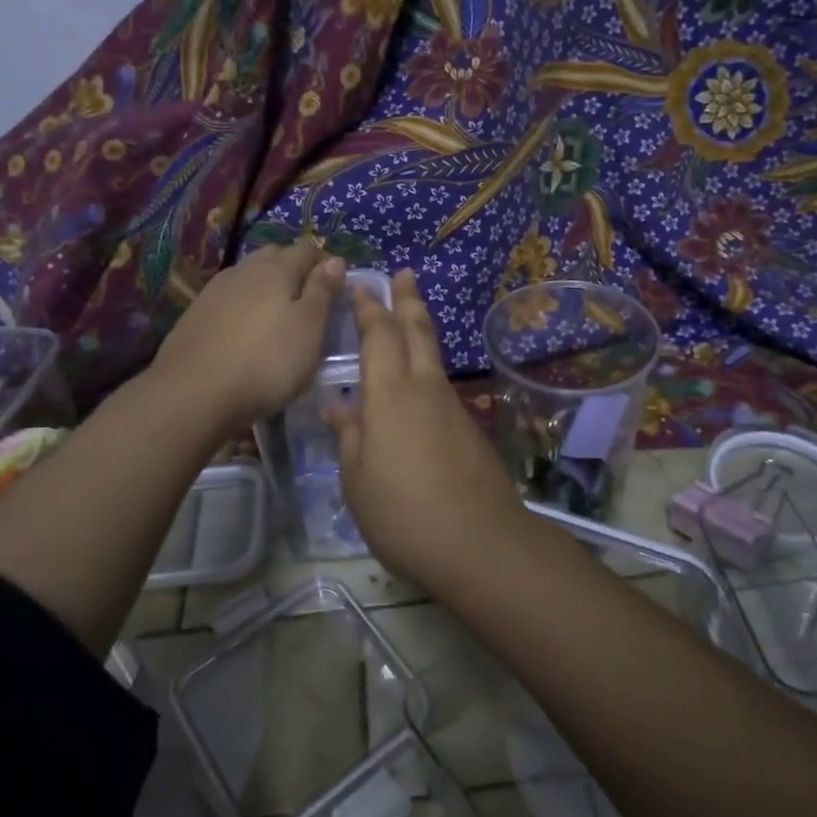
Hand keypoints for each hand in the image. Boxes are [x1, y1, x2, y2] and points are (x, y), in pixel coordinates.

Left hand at [151, 241, 345, 429]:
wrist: (193, 393)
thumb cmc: (266, 361)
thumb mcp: (309, 328)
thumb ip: (323, 291)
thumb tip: (336, 260)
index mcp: (277, 269)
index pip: (307, 249)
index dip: (325, 263)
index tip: (337, 288)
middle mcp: (244, 270)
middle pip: (275, 257)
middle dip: (294, 269)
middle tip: (309, 300)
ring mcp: (215, 291)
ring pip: (249, 276)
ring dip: (266, 287)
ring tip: (278, 316)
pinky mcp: (196, 315)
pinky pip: (229, 298)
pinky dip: (244, 306)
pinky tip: (246, 330)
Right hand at [326, 270, 530, 585]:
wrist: (481, 542)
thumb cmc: (403, 511)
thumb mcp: (358, 478)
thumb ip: (348, 436)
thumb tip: (336, 405)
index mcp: (390, 393)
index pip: (379, 335)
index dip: (369, 307)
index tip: (361, 284)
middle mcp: (425, 387)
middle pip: (418, 331)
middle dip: (408, 300)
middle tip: (405, 274)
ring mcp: (452, 407)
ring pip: (433, 356)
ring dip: (420, 330)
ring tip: (409, 318)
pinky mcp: (469, 429)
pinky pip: (441, 386)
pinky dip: (427, 369)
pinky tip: (417, 386)